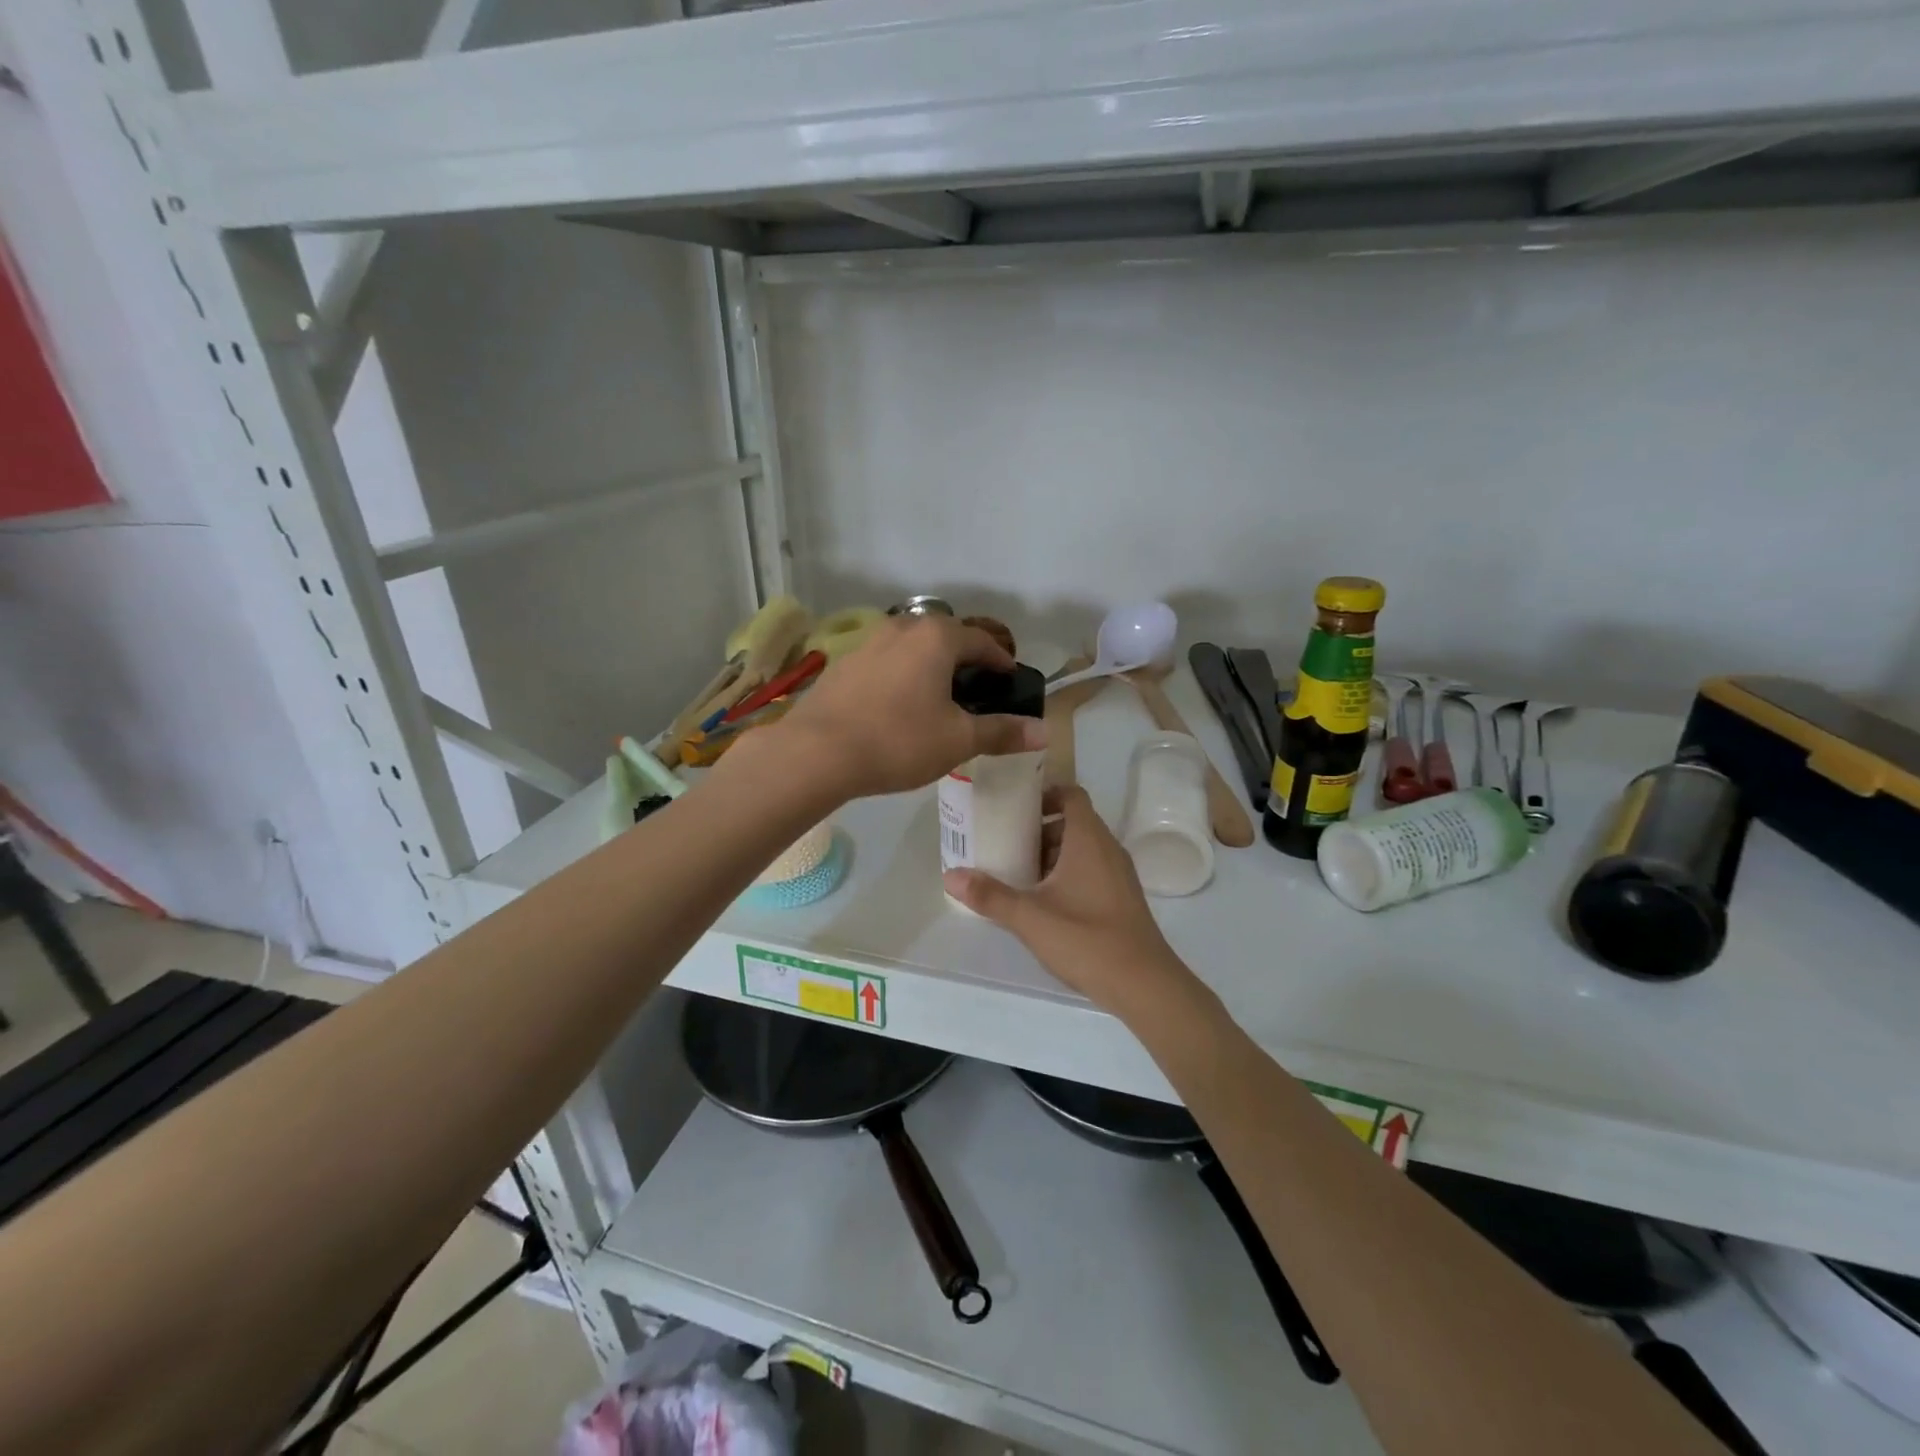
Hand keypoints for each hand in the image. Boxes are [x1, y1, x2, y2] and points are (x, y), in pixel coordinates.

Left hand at [764, 616, 1045, 800]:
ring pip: (912, 648)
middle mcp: (902, 627)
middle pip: (946, 638)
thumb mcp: (957, 740)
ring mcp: (868, 642)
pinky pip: (886, 662)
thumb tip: (1044, 732)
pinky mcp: (843, 663)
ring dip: (931, 667)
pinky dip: (902, 676)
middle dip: (965, 662)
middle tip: (976, 692)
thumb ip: (1001, 732)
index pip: (982, 641)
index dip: (1001, 661)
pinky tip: (898, 706)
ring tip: (938, 699)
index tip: (1009, 681)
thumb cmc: (898, 741)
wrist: (816, 752)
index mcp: (937, 637)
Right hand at [944, 786, 1202, 1021]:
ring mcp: (1119, 875)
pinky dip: (1068, 873)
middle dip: (1040, 828)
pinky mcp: (1122, 898)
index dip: (1044, 794)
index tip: (1014, 807)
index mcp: (1089, 840)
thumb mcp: (1030, 918)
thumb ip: (990, 895)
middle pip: (1074, 822)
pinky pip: (1092, 870)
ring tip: (1019, 872)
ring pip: (1083, 848)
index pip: (1071, 795)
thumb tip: (950, 875)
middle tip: (1006, 841)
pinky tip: (1045, 901)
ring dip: (1053, 853)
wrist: (1144, 984)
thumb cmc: (1087, 939)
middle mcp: (1108, 849)